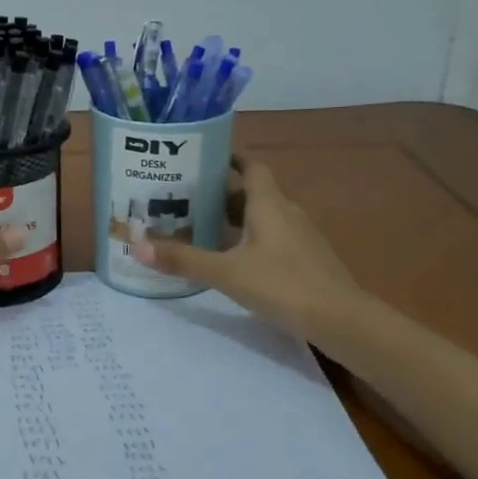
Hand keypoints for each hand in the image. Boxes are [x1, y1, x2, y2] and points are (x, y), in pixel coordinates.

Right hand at [132, 154, 363, 345]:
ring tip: (202, 226)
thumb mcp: (227, 273)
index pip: (250, 167)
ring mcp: (300, 236)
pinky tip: (233, 257)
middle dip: (221, 193)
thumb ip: (183, 260)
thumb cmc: (282, 285)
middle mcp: (286, 212)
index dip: (228, 159)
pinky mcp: (306, 258)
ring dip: (236, 218)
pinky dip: (250, 238)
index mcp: (269, 204)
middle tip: (187, 198)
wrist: (341, 319)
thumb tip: (136, 246)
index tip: (200, 159)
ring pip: (263, 216)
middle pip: (252, 192)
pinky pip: (272, 237)